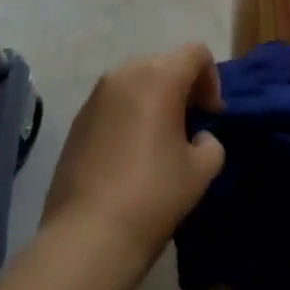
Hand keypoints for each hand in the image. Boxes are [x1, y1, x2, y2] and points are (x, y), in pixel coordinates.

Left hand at [41, 43, 226, 272]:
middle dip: (183, 88)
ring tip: (159, 141)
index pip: (196, 53)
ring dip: (154, 100)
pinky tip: (130, 155)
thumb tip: (197, 138)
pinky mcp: (77, 120)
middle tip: (190, 127)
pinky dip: (129, 115)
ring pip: (136, 82)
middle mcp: (124, 74)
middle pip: (164, 63)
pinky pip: (113, 103)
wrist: (87, 236)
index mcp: (159, 76)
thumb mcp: (201, 170)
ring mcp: (95, 96)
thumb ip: (210, 142)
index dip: (212, 80)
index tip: (211, 117)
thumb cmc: (153, 195)